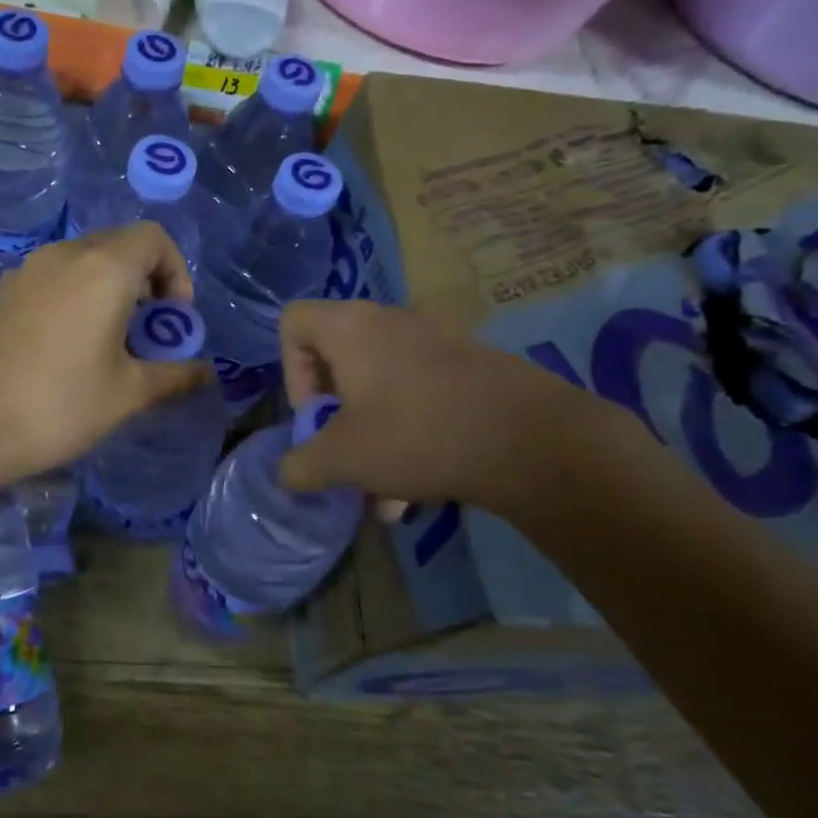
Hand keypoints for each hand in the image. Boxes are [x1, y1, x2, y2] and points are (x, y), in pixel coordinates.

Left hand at [0, 223, 211, 477]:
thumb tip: (207, 373)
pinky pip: (54, 280)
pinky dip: (76, 299)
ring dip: (110, 291)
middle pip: (119, 246)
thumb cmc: (60, 405)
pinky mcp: (3, 294)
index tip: (173, 319)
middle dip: (146, 282)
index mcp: (103, 268)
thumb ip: (175, 376)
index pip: (154, 238)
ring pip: (84, 263)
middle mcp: (64, 256)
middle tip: (148, 334)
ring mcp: (27, 272)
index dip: (176, 271)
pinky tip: (70, 349)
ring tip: (112, 344)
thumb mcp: (129, 394)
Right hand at [277, 299, 635, 517]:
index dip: (289, 370)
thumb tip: (288, 473)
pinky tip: (422, 488)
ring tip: (384, 495)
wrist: (530, 439)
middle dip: (334, 416)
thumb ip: (300, 466)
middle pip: (338, 360)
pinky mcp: (469, 366)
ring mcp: (435, 341)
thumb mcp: (342, 460)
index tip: (314, 416)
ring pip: (381, 387)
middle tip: (344, 454)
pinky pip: (419, 395)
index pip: (293, 322)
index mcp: (350, 328)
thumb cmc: (415, 434)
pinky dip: (409, 434)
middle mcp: (390, 322)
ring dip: (371, 437)